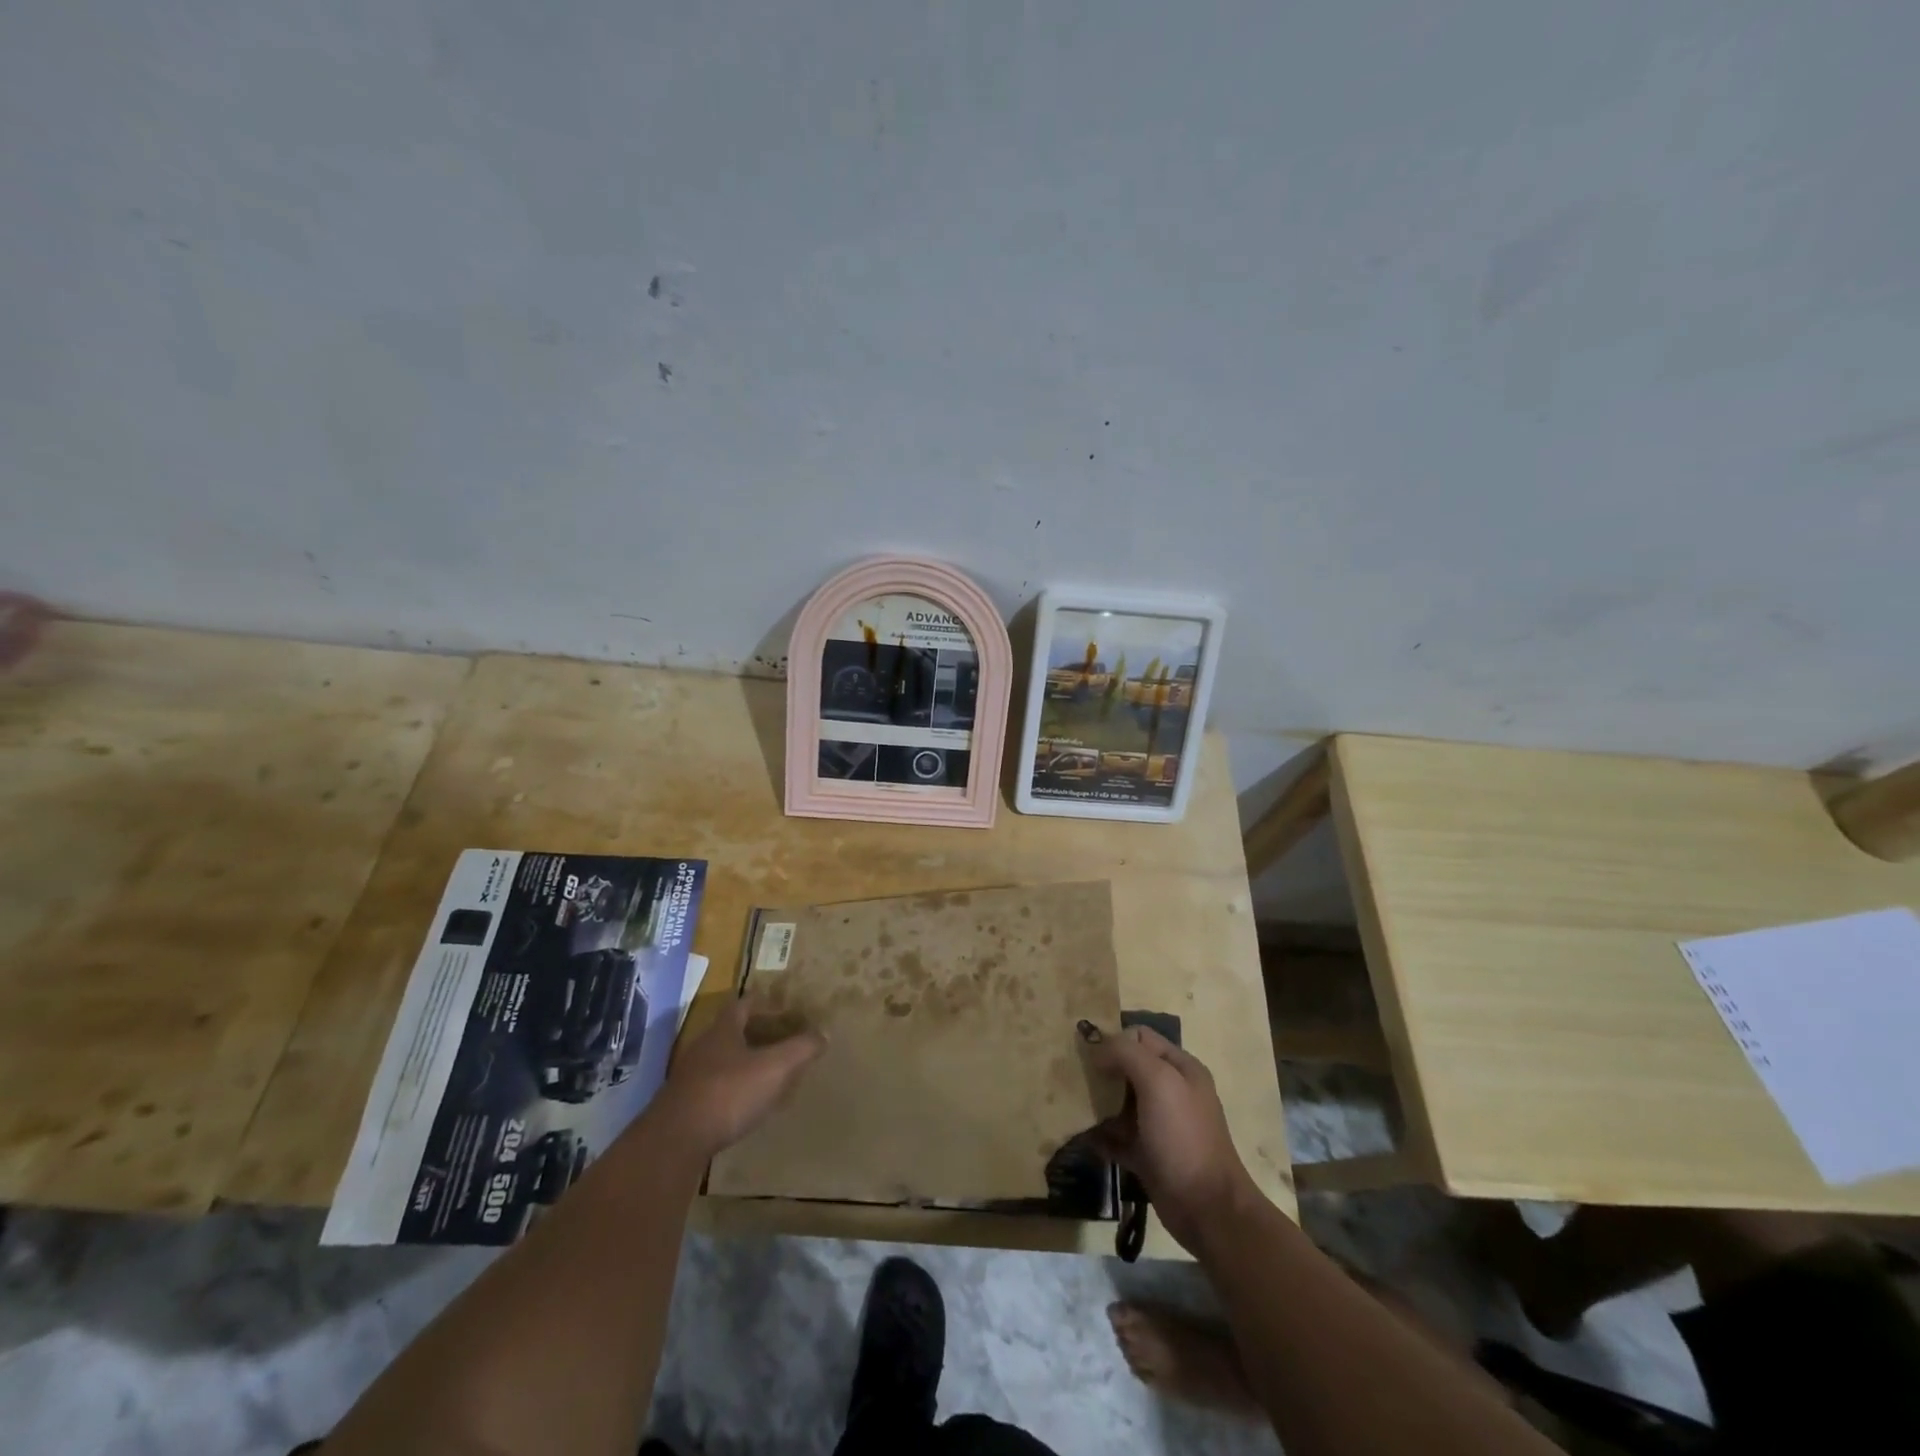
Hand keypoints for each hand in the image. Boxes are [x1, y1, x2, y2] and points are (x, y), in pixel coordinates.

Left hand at [654, 994, 827, 1155]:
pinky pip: (713, 1088)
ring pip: (721, 1060)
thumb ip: (801, 1049)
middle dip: (755, 1033)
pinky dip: (731, 1089)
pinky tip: (744, 1105)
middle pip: (730, 1031)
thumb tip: (824, 1033)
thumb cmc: (728, 1093)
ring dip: (742, 1063)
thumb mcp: (775, 1068)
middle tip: (780, 1040)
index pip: (743, 1004)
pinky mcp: (682, 1106)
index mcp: (723, 1030)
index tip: (782, 1007)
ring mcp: (688, 1077)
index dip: (763, 1002)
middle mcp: (703, 1047)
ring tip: (766, 1074)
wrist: (674, 1142)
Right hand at [1080, 1022, 1261, 1252]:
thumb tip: (1096, 1047)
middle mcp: (1171, 1091)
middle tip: (1073, 1080)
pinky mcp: (1148, 1155)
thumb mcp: (1158, 1081)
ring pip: (1119, 1103)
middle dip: (1100, 1072)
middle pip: (1127, 1069)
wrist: (1207, 1209)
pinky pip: (1117, 1137)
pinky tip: (1081, 1137)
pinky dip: (1100, 1136)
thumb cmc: (1183, 1136)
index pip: (1140, 1037)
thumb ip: (1126, 1054)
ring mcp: (1159, 1125)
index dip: (1114, 1041)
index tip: (1088, 1057)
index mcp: (1180, 1068)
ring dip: (1097, 1104)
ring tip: (1071, 1107)